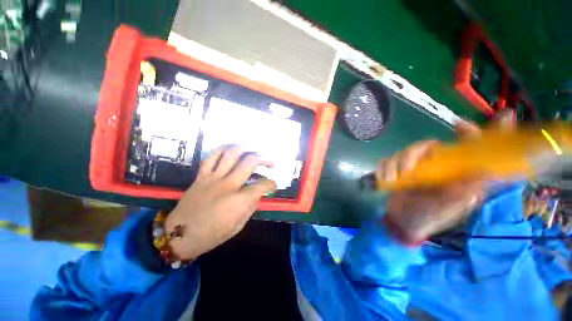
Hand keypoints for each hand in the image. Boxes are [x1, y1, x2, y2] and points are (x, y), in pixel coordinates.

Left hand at [165, 147, 276, 259]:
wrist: (178, 235)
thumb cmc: (211, 235)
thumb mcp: (238, 226)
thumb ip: (250, 207)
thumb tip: (258, 194)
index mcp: (238, 201)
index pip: (261, 186)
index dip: (271, 184)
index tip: (273, 186)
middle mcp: (228, 185)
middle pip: (249, 163)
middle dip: (264, 160)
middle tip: (270, 163)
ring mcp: (213, 178)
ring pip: (231, 155)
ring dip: (245, 149)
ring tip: (253, 149)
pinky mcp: (201, 176)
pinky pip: (211, 157)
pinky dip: (222, 150)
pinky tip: (230, 148)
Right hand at [378, 118, 494, 243]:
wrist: (404, 223)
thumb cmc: (431, 217)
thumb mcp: (451, 208)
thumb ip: (464, 192)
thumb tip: (482, 172)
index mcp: (454, 172)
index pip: (465, 148)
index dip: (468, 134)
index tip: (460, 126)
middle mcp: (435, 166)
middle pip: (425, 146)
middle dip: (412, 154)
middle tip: (405, 170)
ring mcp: (414, 168)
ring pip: (404, 152)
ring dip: (394, 164)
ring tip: (392, 180)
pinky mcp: (396, 171)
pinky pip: (387, 162)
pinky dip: (384, 169)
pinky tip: (384, 180)